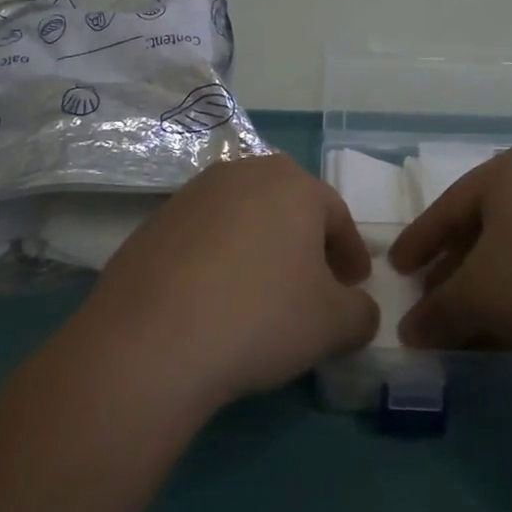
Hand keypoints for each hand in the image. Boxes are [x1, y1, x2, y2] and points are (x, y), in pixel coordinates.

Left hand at [74, 155, 379, 416]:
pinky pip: (205, 236)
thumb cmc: (260, 317)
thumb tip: (359, 310)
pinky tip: (215, 299)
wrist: (152, 338)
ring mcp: (195, 193)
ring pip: (245, 217)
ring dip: (261, 247)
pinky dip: (220, 259)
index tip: (354, 287)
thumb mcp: (332, 325)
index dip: (350, 254)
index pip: (336, 215)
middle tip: (314, 285)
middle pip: (289, 206)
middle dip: (306, 243)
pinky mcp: (157, 220)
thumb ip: (360, 313)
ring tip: (262, 293)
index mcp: (294, 184)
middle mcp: (245, 173)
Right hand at [388, 140, 511, 387]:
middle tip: (435, 301)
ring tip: (475, 325)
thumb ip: (437, 311)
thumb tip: (410, 331)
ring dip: (495, 284)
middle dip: (458, 268)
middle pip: (489, 224)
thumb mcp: (480, 300)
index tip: (397, 270)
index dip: (419, 242)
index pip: (449, 207)